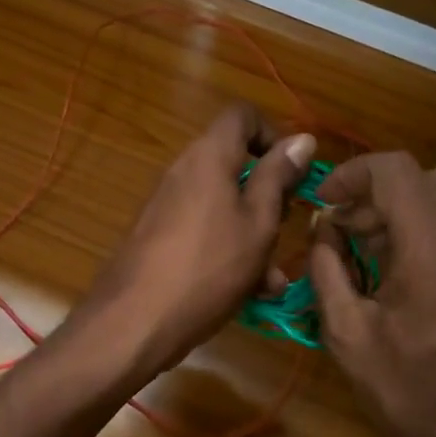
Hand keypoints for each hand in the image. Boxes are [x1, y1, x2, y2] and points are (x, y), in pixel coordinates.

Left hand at [73, 104, 316, 384]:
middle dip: (267, 196)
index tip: (293, 172)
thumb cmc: (208, 267)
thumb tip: (302, 138)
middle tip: (285, 230)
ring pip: (223, 204)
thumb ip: (278, 178)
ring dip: (253, 234)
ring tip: (272, 279)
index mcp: (208, 156)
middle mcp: (184, 171)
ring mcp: (167, 204)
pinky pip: (204, 229)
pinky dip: (228, 250)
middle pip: (234, 163)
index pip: (242, 115)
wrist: (133, 321)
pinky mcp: (159, 235)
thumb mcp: (257, 223)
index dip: (273, 133)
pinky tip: (248, 292)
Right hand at [307, 152, 435, 436]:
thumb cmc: (396, 390)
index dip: (354, 174)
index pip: (397, 173)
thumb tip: (325, 224)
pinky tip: (403, 256)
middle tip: (346, 226)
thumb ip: (327, 263)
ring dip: (406, 200)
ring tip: (373, 240)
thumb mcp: (343, 328)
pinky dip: (430, 218)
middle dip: (377, 190)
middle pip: (424, 175)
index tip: (327, 200)